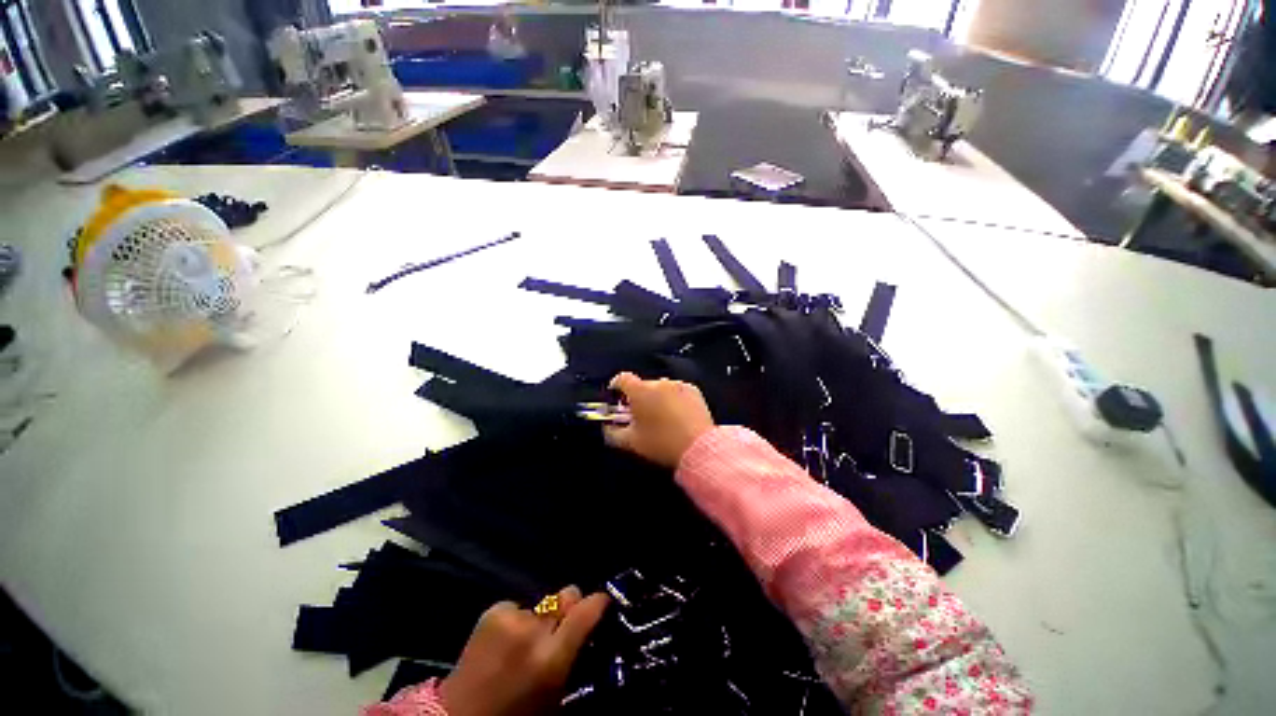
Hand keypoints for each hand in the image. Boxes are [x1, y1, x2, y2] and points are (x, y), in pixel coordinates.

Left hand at [439, 586, 609, 715]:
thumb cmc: (516, 715)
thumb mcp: (554, 695)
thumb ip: (571, 656)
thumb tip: (586, 627)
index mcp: (552, 658)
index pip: (587, 611)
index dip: (599, 602)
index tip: (603, 602)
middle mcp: (533, 630)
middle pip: (566, 595)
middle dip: (567, 608)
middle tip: (560, 626)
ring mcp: (511, 618)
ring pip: (541, 605)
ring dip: (538, 619)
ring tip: (523, 642)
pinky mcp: (492, 612)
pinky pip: (517, 607)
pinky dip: (515, 619)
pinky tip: (502, 640)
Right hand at [604, 372, 715, 468]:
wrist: (698, 447)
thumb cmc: (661, 443)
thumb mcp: (631, 442)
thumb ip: (613, 433)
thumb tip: (607, 428)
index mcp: (640, 391)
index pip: (622, 379)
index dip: (616, 386)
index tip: (615, 395)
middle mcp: (659, 383)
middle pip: (642, 385)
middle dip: (638, 398)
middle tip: (639, 416)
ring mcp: (678, 385)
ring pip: (661, 388)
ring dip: (657, 398)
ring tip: (661, 417)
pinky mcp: (694, 391)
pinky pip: (677, 391)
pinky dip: (674, 399)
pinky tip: (677, 416)